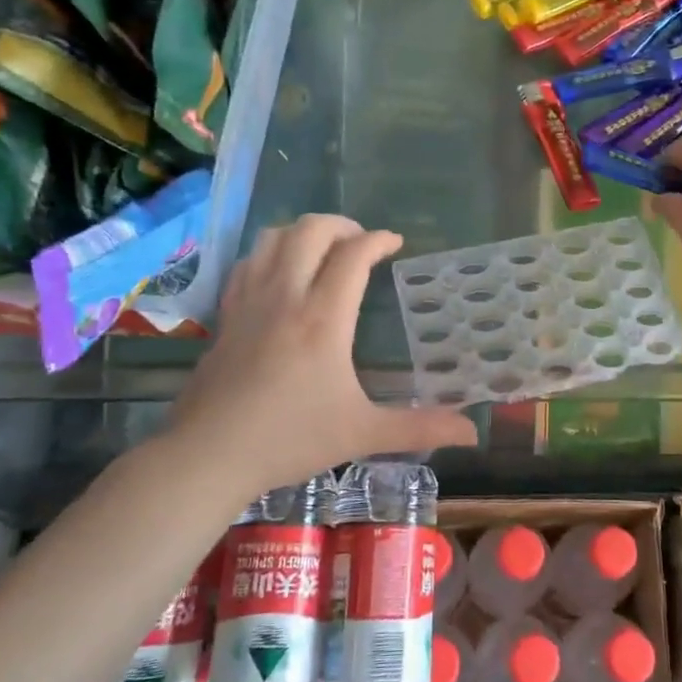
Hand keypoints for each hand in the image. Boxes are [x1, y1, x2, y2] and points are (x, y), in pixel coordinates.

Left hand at [166, 216, 476, 499]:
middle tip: (361, 244)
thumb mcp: (362, 434)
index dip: (379, 240)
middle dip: (342, 225)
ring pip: (274, 237)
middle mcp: (285, 296)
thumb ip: (419, 427)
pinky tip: (282, 274)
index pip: (354, 255)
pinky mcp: (226, 314)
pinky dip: (272, 252)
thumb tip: (473, 432)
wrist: (208, 456)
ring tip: (324, 251)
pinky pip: (249, 262)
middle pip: (311, 230)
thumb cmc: (290, 440)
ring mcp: (250, 301)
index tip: (396, 244)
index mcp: (323, 319)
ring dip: (304, 233)